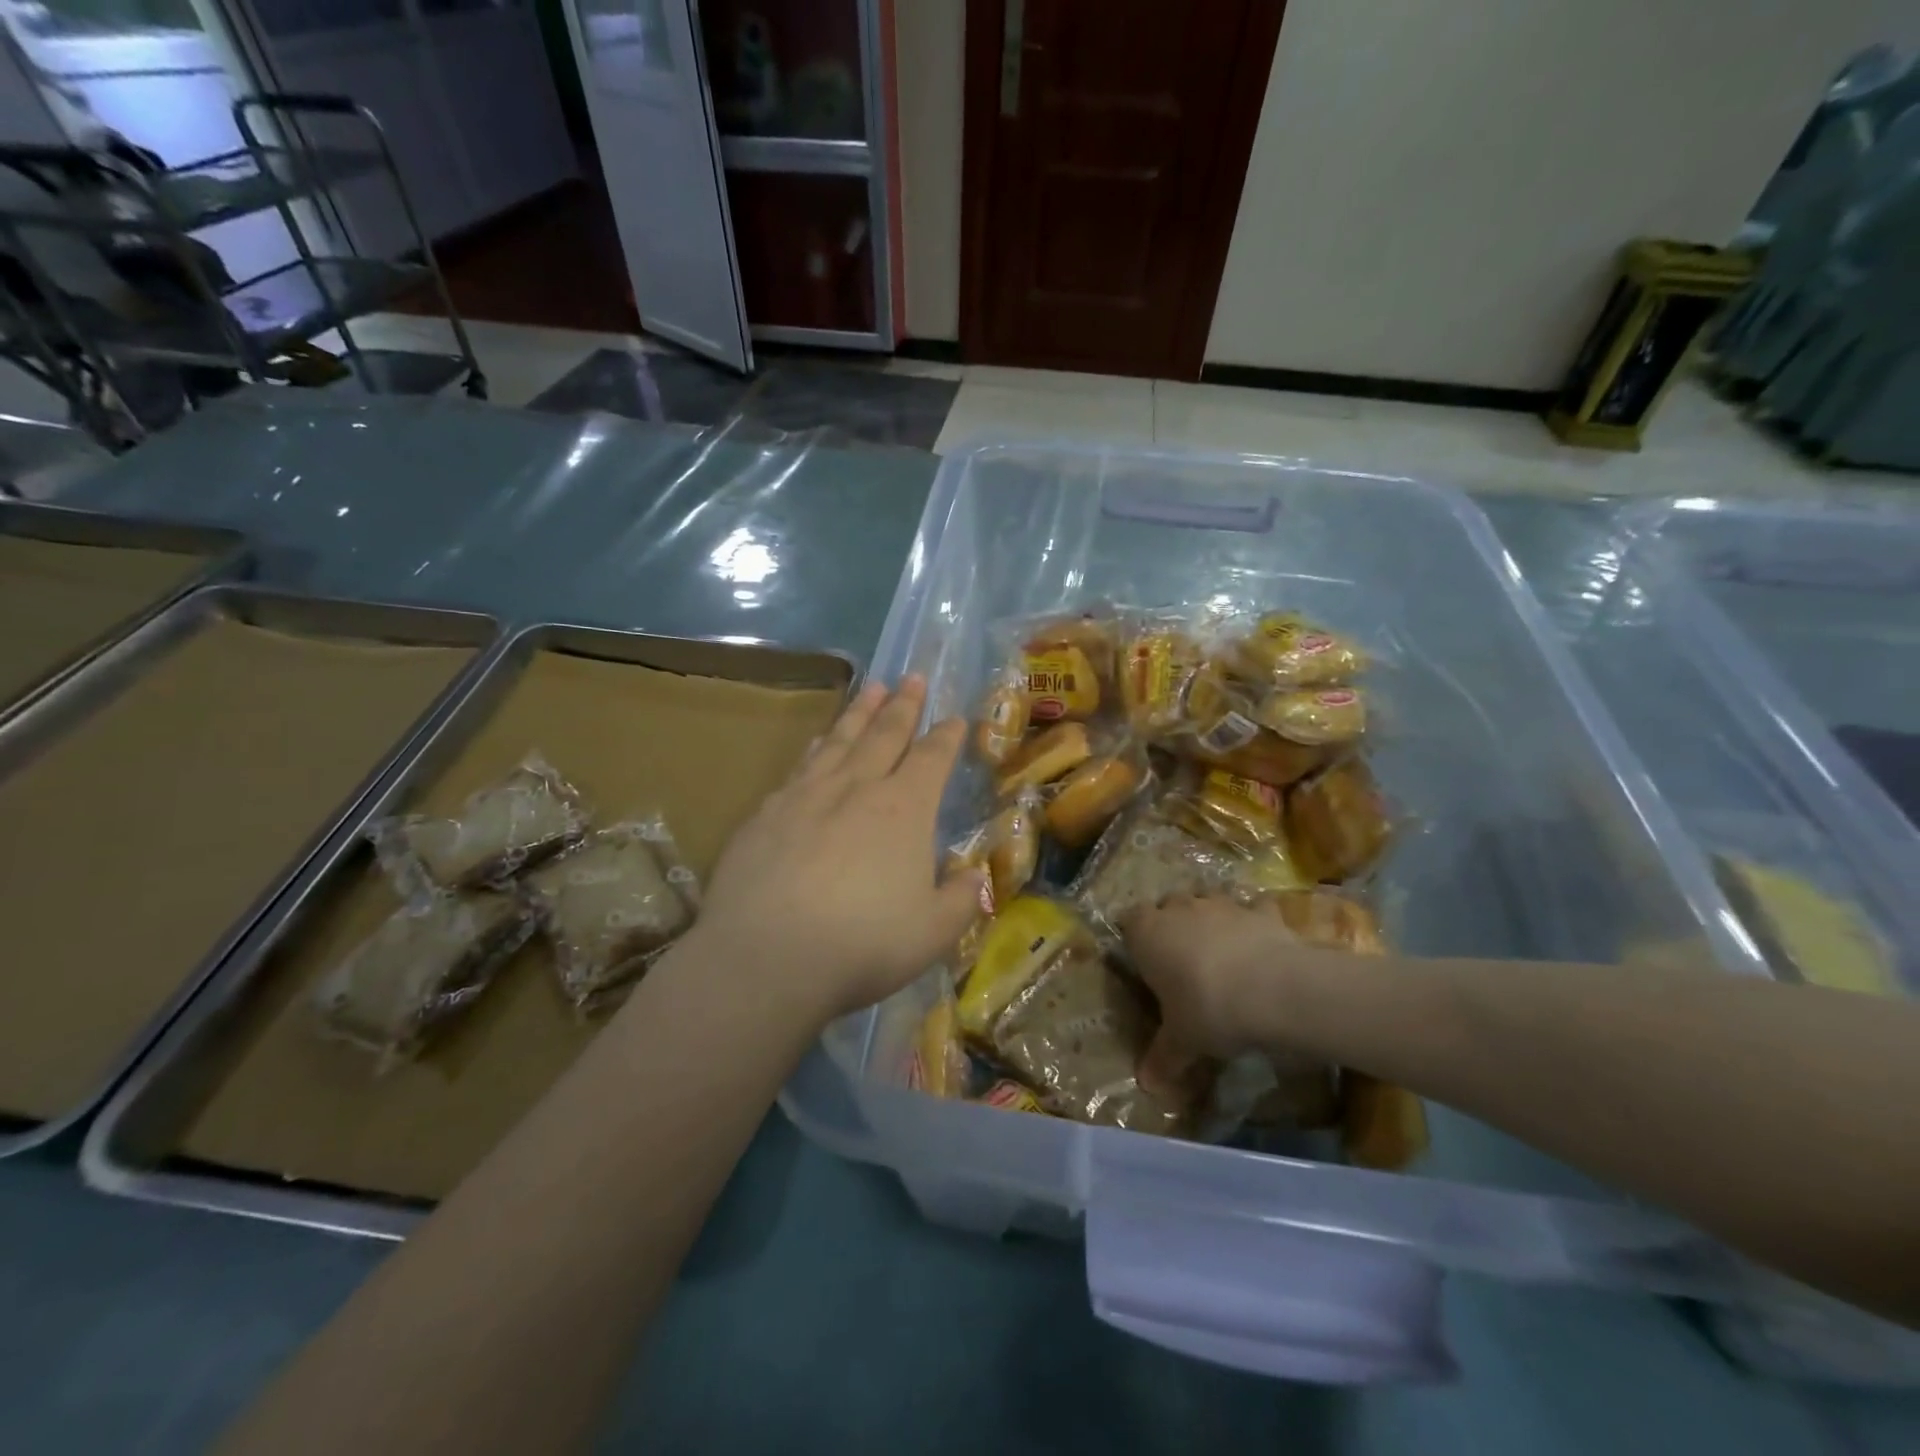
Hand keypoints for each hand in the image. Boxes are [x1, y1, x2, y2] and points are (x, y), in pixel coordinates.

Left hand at [690, 677, 983, 1024]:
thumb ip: (960, 901)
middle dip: (903, 705)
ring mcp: (807, 795)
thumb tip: (975, 878)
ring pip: (840, 740)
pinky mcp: (766, 813)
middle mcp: (857, 788)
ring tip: (871, 687)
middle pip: (885, 734)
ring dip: (859, 712)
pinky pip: (800, 766)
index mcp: (903, 810)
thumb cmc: (862, 944)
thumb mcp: (932, 934)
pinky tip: (816, 741)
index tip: (955, 717)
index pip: (932, 759)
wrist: (767, 956)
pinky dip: (815, 746)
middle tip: (913, 677)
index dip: (947, 736)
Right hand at [1120, 893, 1305, 1086]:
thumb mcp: (1181, 1042)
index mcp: (1148, 932)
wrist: (1274, 991)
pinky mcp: (1261, 911)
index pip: (1129, 920)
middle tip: (1182, 961)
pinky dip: (1255, 922)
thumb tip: (1146, 1086)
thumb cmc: (1208, 1010)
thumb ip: (1163, 1058)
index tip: (1144, 961)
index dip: (1136, 938)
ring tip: (1221, 954)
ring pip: (1208, 902)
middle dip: (1173, 925)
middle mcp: (1180, 909)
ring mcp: (1222, 904)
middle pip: (1168, 906)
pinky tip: (1261, 945)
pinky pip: (1254, 910)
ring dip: (1211, 921)